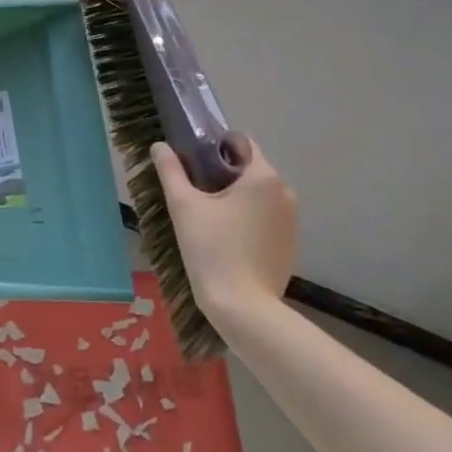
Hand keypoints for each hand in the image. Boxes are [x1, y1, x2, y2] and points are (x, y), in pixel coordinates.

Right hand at [149, 140, 295, 322]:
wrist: (244, 308)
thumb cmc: (212, 250)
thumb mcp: (184, 207)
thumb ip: (170, 171)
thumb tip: (159, 146)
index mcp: (263, 176)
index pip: (240, 143)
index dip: (214, 147)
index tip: (192, 163)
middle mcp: (285, 192)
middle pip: (249, 169)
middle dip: (222, 175)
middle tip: (193, 194)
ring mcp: (292, 220)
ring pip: (257, 195)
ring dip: (235, 198)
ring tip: (207, 219)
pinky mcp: (290, 244)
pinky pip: (266, 218)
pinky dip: (247, 220)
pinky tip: (227, 241)